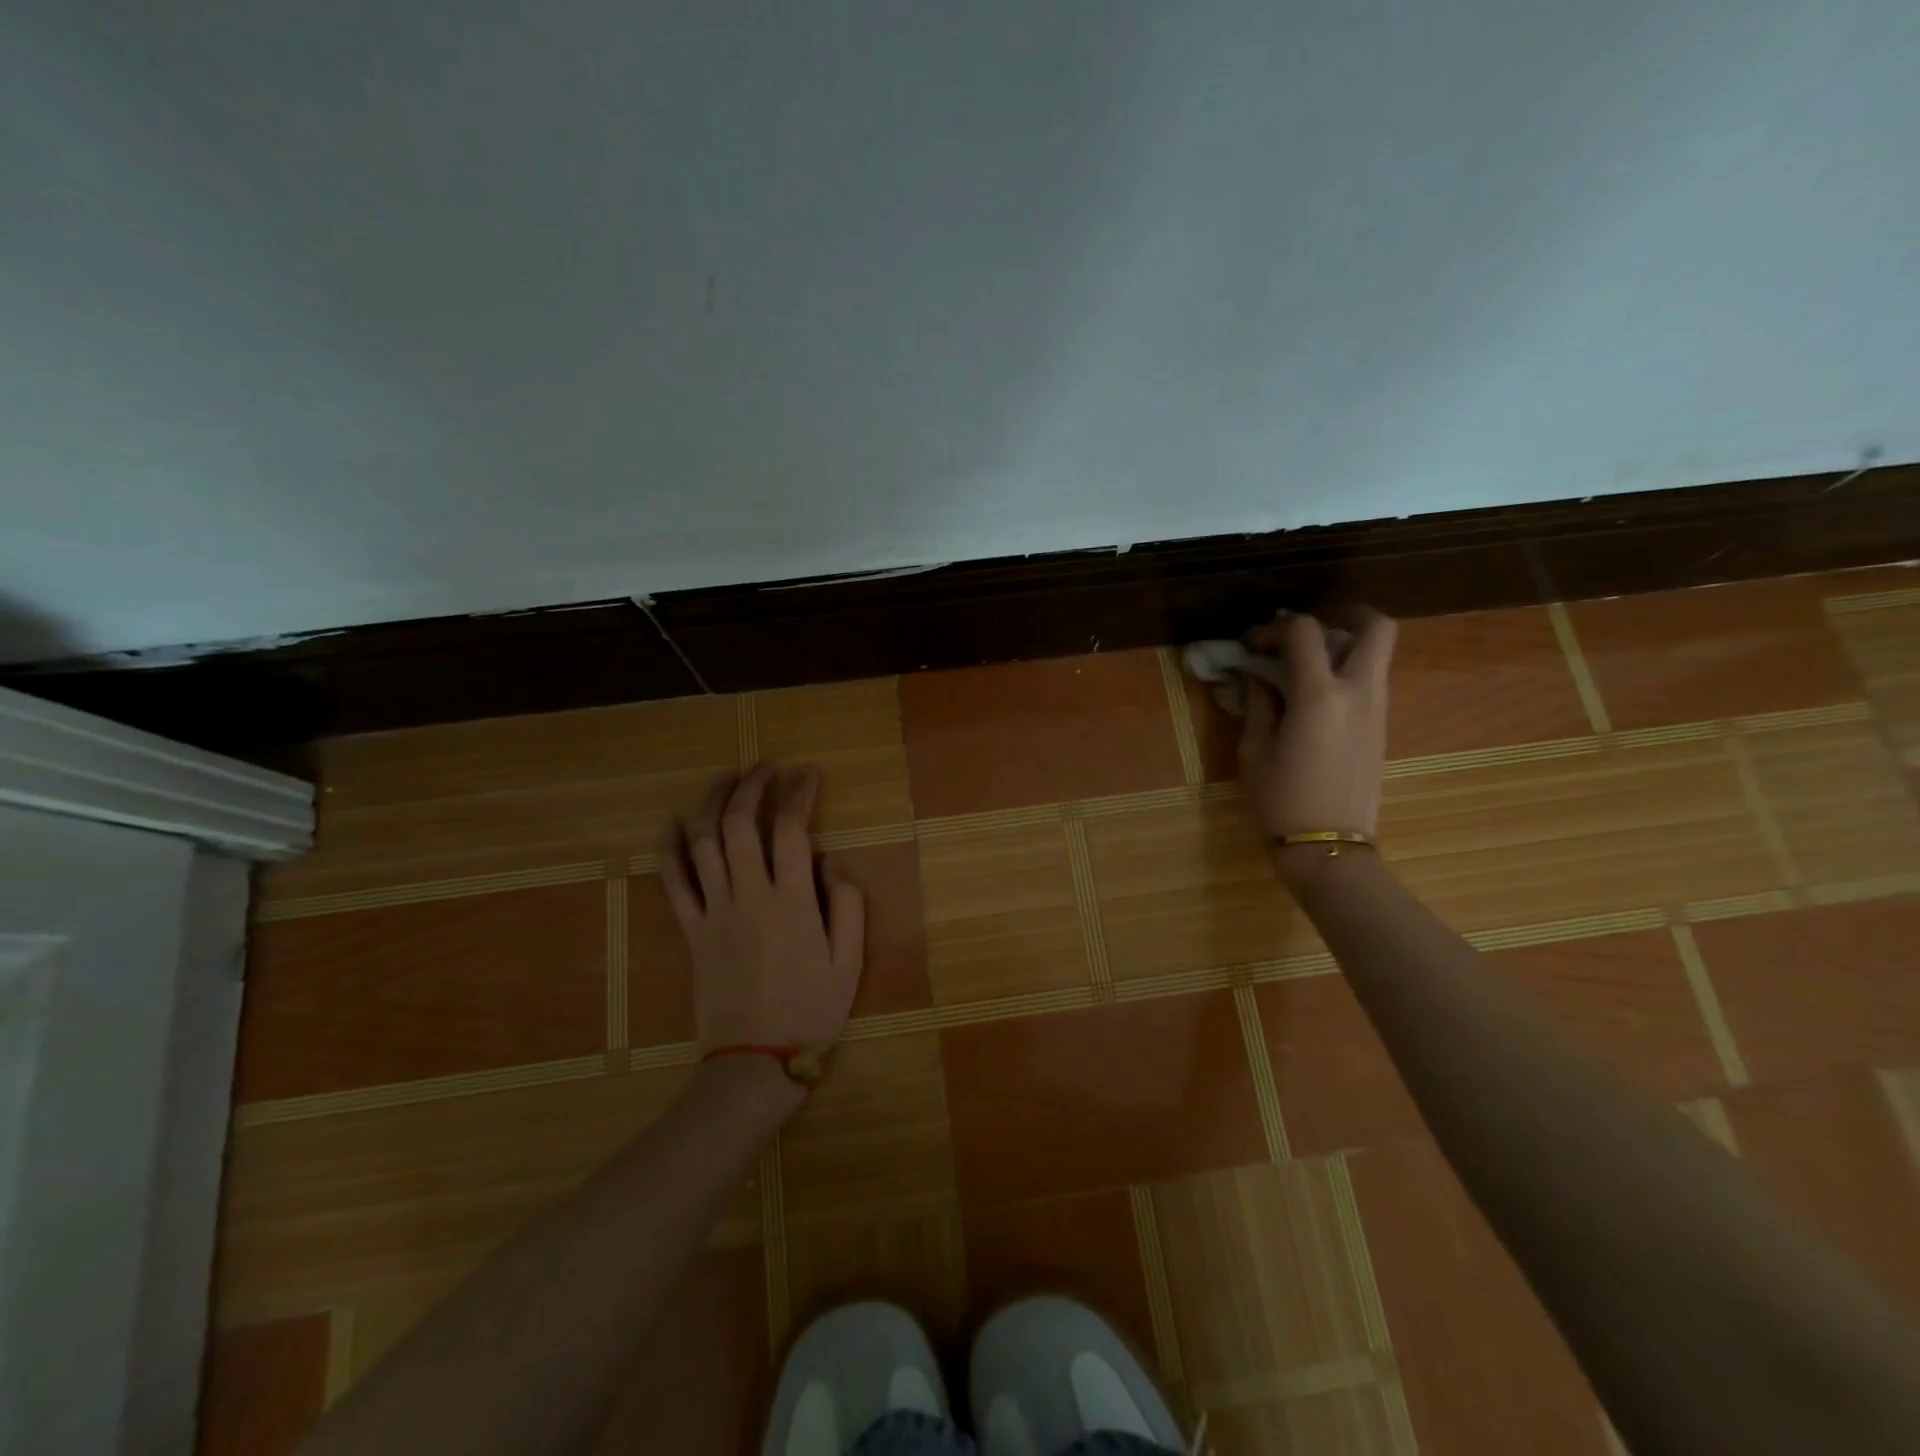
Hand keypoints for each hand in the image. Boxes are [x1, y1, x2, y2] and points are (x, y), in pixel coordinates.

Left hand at [661, 764, 865, 1059]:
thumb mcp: (850, 963)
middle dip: (753, 786)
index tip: (807, 774)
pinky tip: (670, 824)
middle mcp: (750, 895)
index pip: (792, 829)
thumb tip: (833, 862)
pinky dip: (669, 850)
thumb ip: (848, 906)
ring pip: (705, 843)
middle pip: (742, 824)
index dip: (799, 793)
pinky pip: (674, 883)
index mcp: (793, 901)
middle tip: (766, 767)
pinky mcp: (692, 931)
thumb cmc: (810, 1012)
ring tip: (726, 778)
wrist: (754, 1061)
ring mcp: (715, 911)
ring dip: (713, 803)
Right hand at [1239, 609, 1397, 843]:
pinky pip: (1372, 683)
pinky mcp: (1381, 729)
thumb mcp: (1254, 750)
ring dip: (1346, 647)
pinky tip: (1316, 697)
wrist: (1328, 846)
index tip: (1253, 645)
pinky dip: (1349, 674)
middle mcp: (1358, 692)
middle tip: (1309, 631)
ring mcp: (1378, 711)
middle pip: (1376, 628)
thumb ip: (1258, 704)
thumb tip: (1257, 676)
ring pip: (1378, 655)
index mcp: (1319, 695)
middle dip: (1345, 616)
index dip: (1274, 628)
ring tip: (1305, 667)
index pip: (1304, 631)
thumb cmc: (1280, 799)